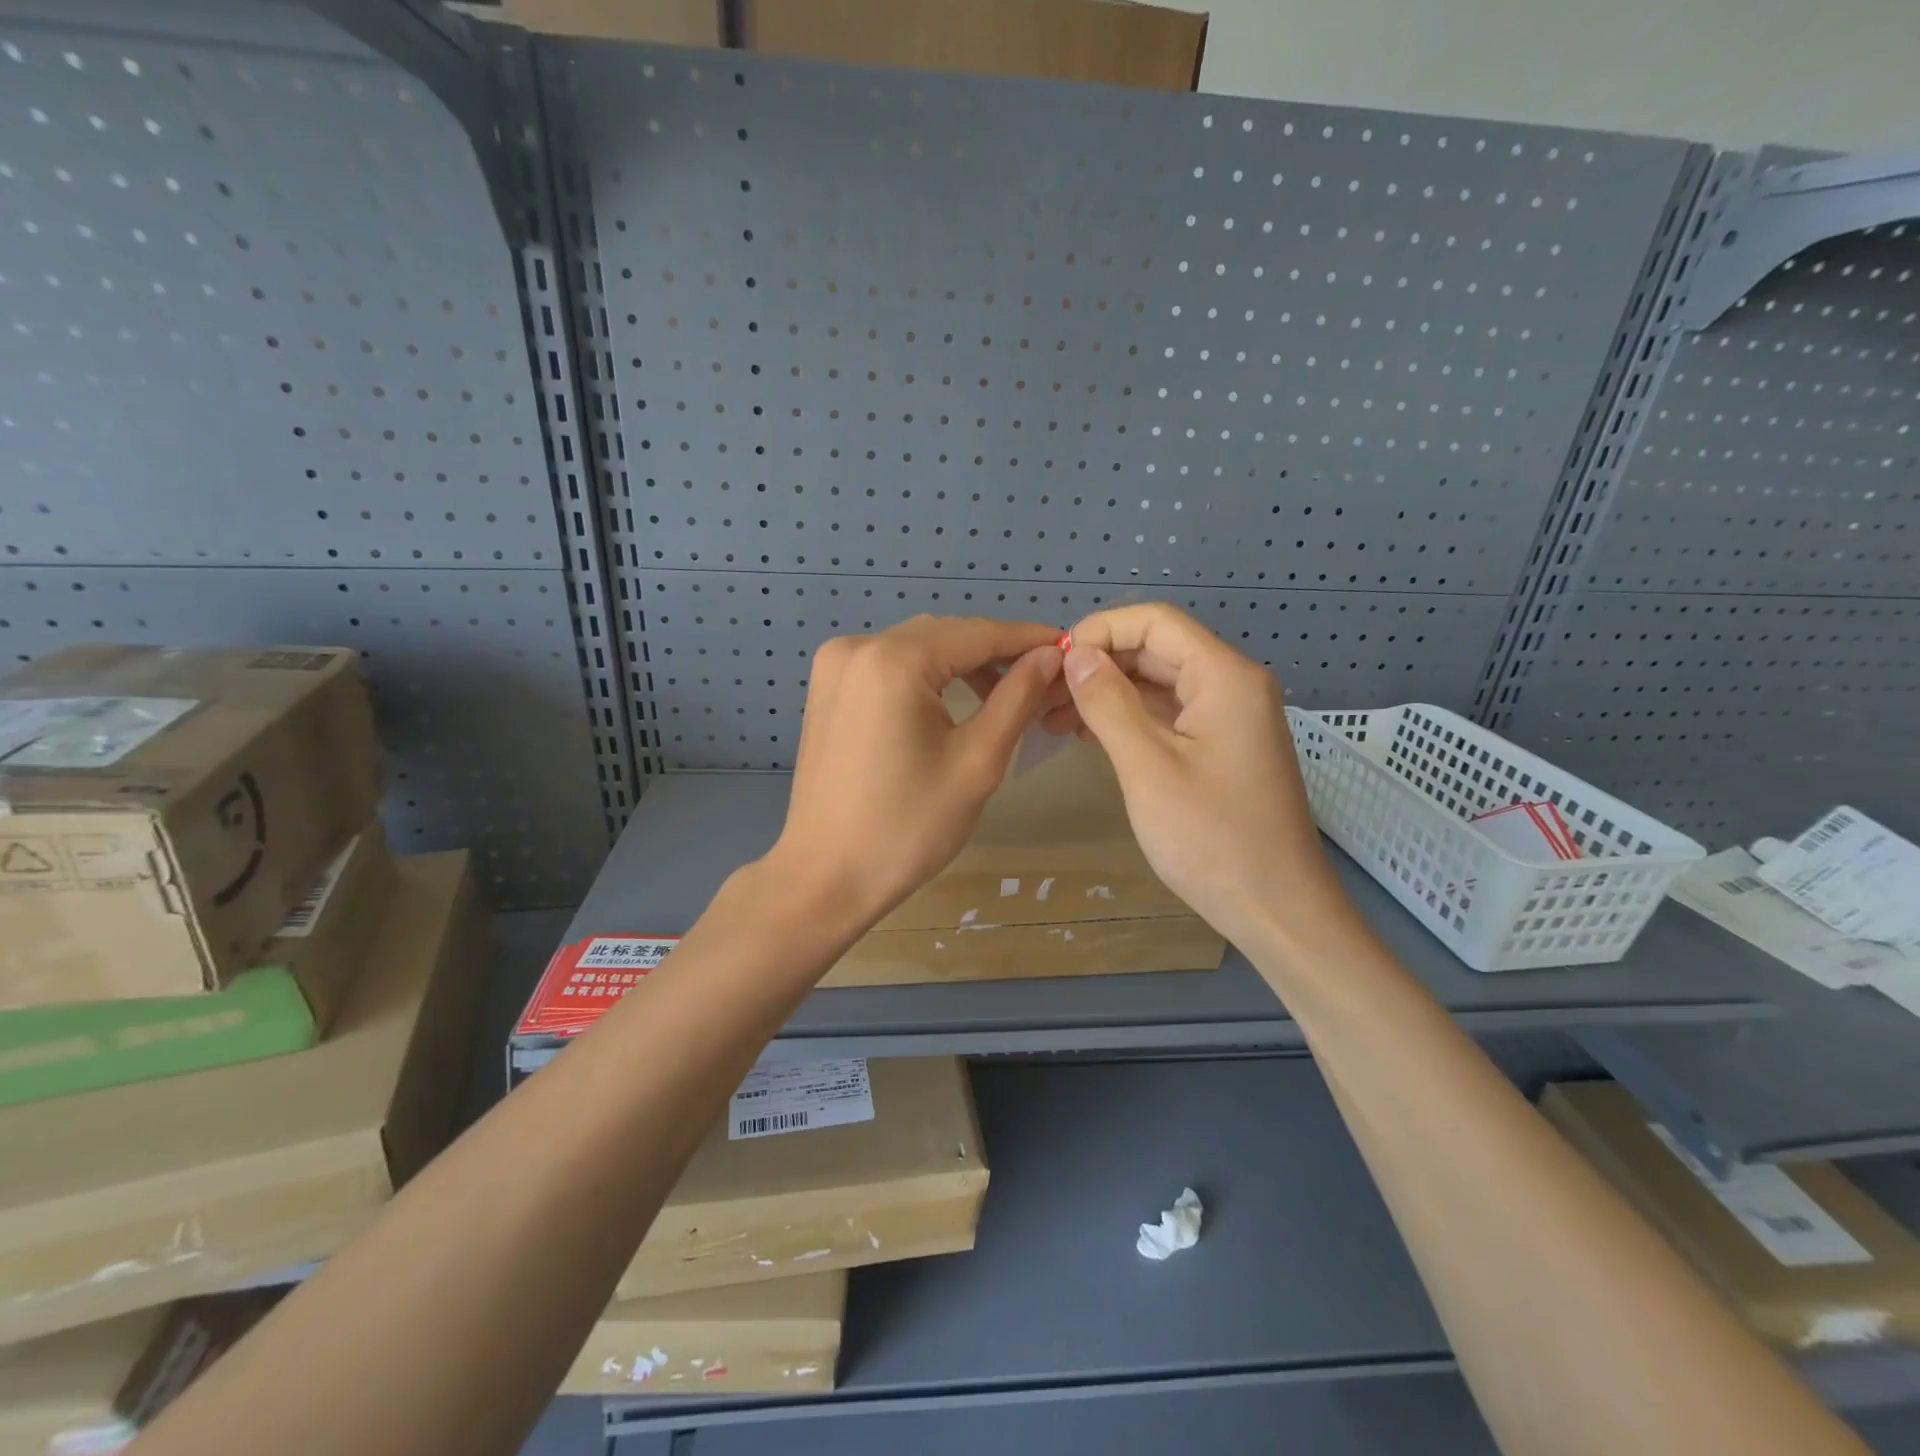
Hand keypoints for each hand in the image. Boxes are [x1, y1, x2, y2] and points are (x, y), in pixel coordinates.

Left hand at [768, 615, 1063, 926]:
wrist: (826, 876)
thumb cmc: (908, 827)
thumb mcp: (977, 762)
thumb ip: (1017, 698)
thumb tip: (1050, 656)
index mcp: (894, 660)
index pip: (977, 633)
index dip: (1027, 639)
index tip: (1067, 649)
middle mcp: (858, 647)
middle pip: (945, 634)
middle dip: (994, 651)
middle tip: (1040, 679)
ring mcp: (835, 666)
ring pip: (916, 646)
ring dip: (960, 662)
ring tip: (1002, 693)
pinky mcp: (826, 688)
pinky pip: (888, 664)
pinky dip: (925, 674)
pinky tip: (950, 701)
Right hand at [1049, 603, 1338, 947]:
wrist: (1277, 910)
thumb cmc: (1212, 840)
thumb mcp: (1148, 768)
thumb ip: (1108, 704)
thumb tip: (1077, 656)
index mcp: (1224, 677)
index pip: (1155, 622)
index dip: (1100, 630)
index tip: (1054, 662)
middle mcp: (1232, 685)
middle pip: (1156, 649)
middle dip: (1099, 664)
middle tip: (1044, 695)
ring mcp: (1230, 717)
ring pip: (1159, 683)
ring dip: (1108, 693)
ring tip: (1054, 718)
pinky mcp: (1222, 747)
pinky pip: (1169, 714)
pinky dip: (1129, 718)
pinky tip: (1088, 735)